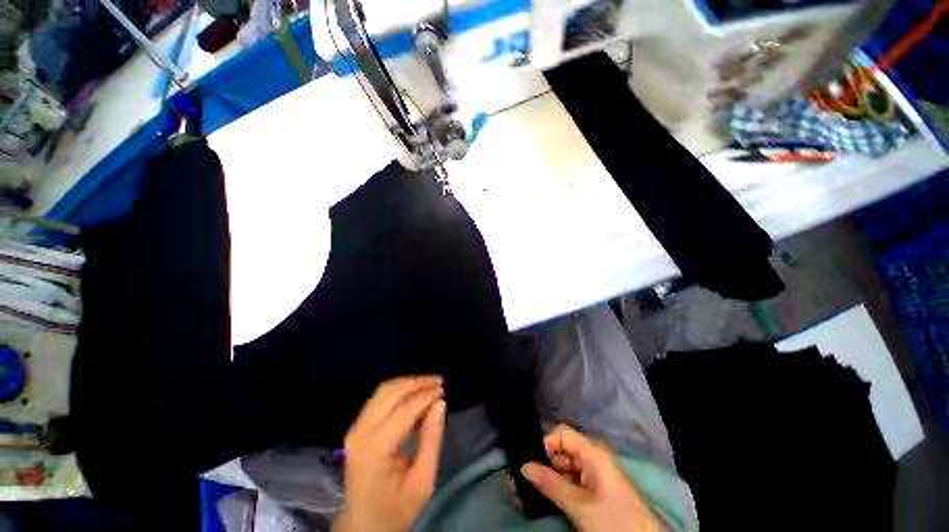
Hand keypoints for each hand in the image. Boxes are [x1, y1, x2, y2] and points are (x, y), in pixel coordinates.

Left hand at [333, 377, 446, 531]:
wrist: (363, 528)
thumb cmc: (396, 509)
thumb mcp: (423, 480)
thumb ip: (432, 438)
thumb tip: (440, 403)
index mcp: (376, 448)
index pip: (405, 409)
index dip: (426, 395)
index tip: (443, 389)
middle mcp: (361, 432)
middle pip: (391, 392)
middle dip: (417, 382)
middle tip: (438, 381)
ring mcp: (355, 429)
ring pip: (383, 391)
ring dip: (407, 383)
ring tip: (428, 384)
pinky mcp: (356, 430)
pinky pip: (378, 399)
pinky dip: (398, 391)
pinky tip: (413, 394)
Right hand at [521, 424, 665, 531]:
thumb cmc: (613, 522)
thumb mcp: (579, 505)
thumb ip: (550, 484)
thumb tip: (523, 466)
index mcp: (592, 452)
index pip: (562, 433)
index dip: (546, 443)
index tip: (531, 461)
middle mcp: (592, 457)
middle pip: (562, 449)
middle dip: (544, 462)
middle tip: (524, 478)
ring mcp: (594, 473)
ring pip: (564, 466)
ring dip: (549, 476)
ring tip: (530, 489)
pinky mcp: (595, 488)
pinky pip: (571, 480)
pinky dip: (558, 486)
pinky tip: (546, 496)